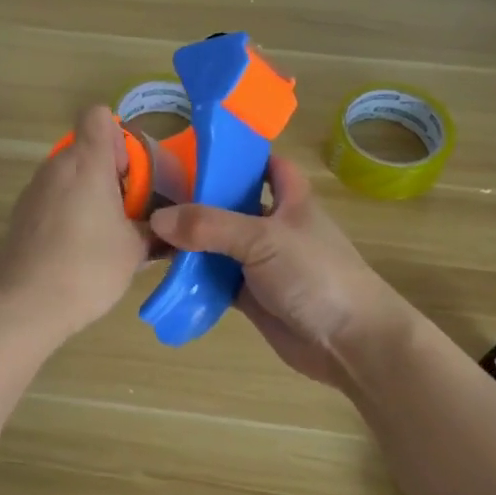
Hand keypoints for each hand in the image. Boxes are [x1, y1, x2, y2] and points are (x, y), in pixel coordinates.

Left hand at [0, 106, 152, 339]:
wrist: (27, 305)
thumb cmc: (89, 268)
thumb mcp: (135, 250)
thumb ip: (153, 229)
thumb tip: (165, 229)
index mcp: (87, 163)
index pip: (98, 115)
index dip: (119, 136)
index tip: (130, 173)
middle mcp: (55, 167)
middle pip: (85, 148)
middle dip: (109, 172)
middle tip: (127, 211)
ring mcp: (33, 191)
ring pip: (68, 176)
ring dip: (88, 194)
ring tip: (103, 235)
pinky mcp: (19, 216)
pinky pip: (51, 200)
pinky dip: (67, 213)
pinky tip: (76, 251)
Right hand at [150, 156, 409, 387]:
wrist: (349, 342)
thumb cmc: (315, 275)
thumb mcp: (262, 239)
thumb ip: (209, 226)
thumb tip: (157, 218)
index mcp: (290, 199)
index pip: (267, 164)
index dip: (239, 155)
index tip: (196, 151)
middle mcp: (274, 226)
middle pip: (232, 205)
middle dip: (197, 200)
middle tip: (152, 194)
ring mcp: (262, 263)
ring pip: (219, 244)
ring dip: (189, 242)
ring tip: (146, 234)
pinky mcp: (252, 296)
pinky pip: (216, 280)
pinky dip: (194, 278)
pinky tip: (164, 273)